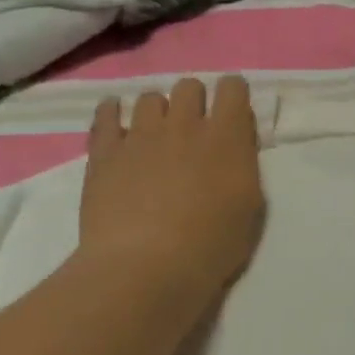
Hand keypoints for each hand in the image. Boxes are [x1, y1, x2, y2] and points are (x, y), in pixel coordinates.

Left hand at [76, 77, 265, 324]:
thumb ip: (243, 167)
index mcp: (226, 137)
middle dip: (194, 101)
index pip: (233, 88)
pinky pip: (106, 114)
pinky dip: (112, 112)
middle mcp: (184, 124)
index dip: (233, 94)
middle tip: (192, 129)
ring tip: (153, 135)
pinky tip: (115, 121)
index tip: (231, 111)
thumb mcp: (249, 208)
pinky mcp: (105, 152)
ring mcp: (141, 135)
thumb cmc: (209, 246)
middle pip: (189, 85)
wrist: (144, 268)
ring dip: (156, 111)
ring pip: (149, 97)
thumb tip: (234, 147)